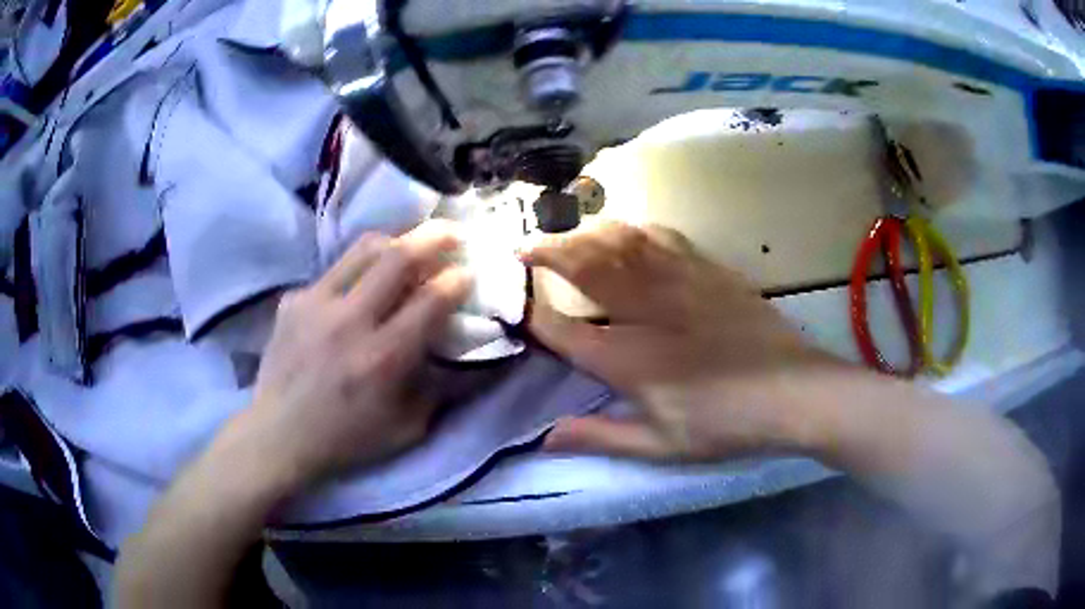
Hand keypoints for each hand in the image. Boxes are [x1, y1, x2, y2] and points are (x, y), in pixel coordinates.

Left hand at [241, 220, 470, 491]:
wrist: (280, 435)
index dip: (457, 279)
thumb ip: (442, 388)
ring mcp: (315, 304)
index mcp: (383, 358)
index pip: (431, 299)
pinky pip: (332, 271)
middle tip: (452, 233)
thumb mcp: (408, 428)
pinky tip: (358, 289)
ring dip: (396, 241)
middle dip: (435, 237)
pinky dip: (355, 272)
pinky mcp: (293, 300)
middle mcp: (349, 321)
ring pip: (364, 249)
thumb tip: (470, 352)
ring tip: (409, 246)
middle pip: (398, 256)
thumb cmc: (348, 439)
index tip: (468, 273)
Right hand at [523, 222, 842, 460]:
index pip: (563, 330)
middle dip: (546, 252)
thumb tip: (545, 438)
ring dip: (584, 233)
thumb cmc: (726, 423)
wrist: (793, 391)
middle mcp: (646, 310)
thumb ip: (601, 437)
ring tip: (566, 235)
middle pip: (585, 267)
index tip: (511, 299)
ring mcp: (679, 281)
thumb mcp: (661, 446)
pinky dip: (632, 229)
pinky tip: (625, 231)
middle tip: (523, 247)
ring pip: (620, 241)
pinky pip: (661, 236)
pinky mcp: (708, 269)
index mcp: (629, 360)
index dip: (531, 312)